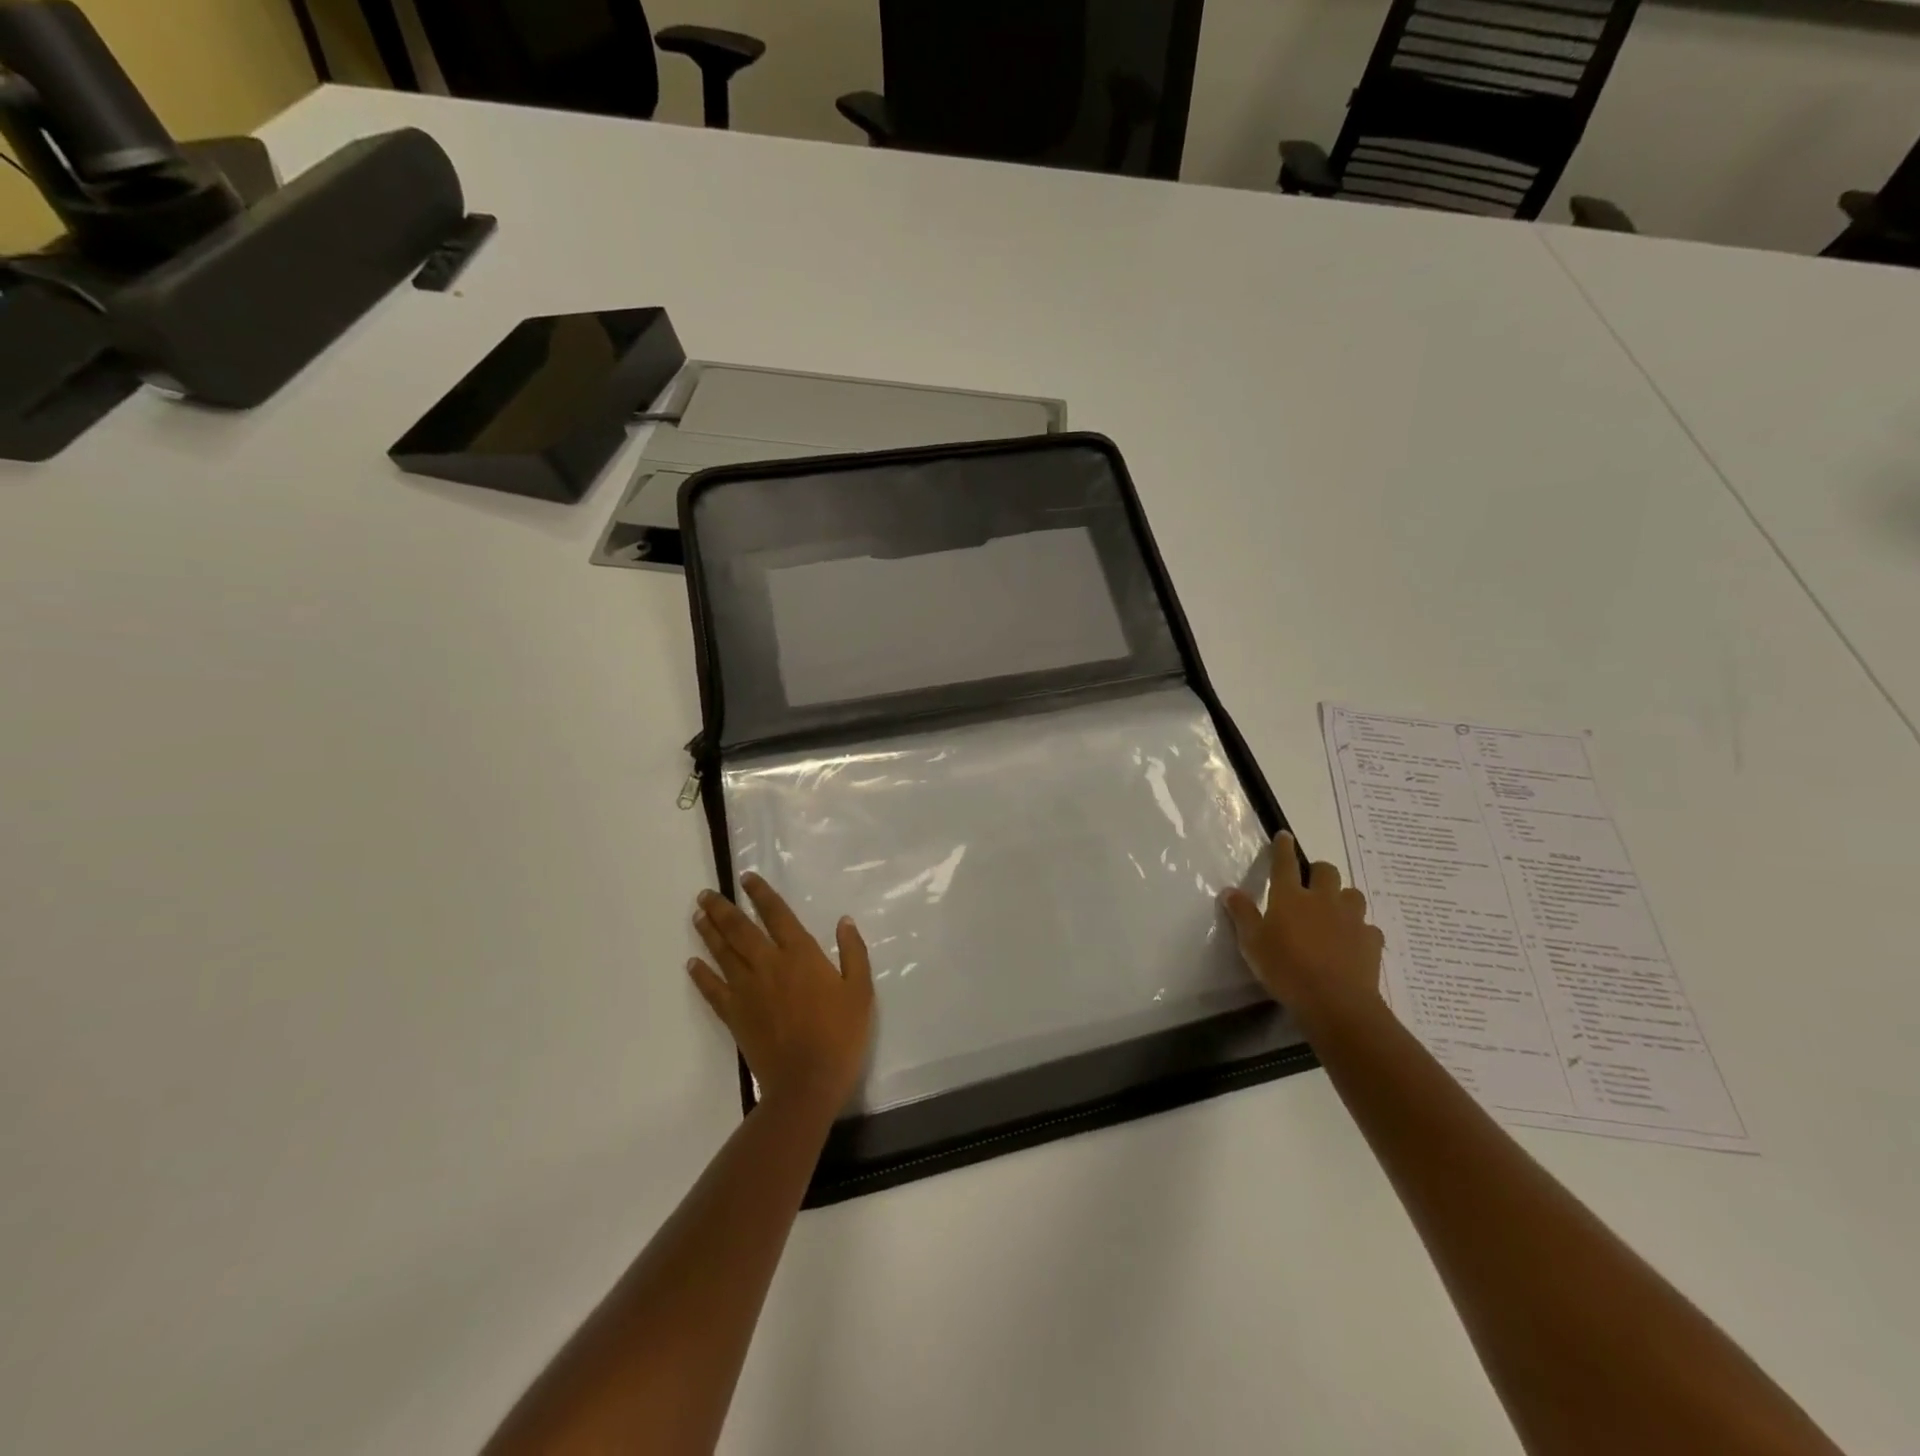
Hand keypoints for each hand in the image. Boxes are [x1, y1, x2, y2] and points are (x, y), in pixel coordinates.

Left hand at [689, 873, 874, 1115]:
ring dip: (709, 932)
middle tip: (706, 894)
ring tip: (697, 915)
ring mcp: (747, 990)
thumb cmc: (841, 1034)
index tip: (747, 878)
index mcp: (801, 955)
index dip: (761, 895)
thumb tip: (844, 921)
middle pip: (740, 930)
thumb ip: (853, 953)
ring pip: (723, 954)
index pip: (777, 915)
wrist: (808, 1081)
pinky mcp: (735, 1015)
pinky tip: (692, 964)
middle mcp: (769, 965)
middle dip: (723, 909)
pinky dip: (701, 975)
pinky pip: (712, 990)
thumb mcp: (860, 991)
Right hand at [1220, 833, 1384, 1020]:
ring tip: (1333, 911)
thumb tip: (1230, 890)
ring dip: (1342, 897)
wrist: (1336, 1002)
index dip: (1283, 848)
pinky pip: (1368, 927)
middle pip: (1326, 871)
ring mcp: (1351, 919)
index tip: (1284, 836)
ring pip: (1352, 894)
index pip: (1285, 863)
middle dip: (1318, 871)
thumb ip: (1242, 914)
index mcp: (1290, 897)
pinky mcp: (1371, 941)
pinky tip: (1352, 942)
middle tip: (1310, 883)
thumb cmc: (1286, 969)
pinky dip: (1359, 930)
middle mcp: (1322, 900)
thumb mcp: (1252, 943)